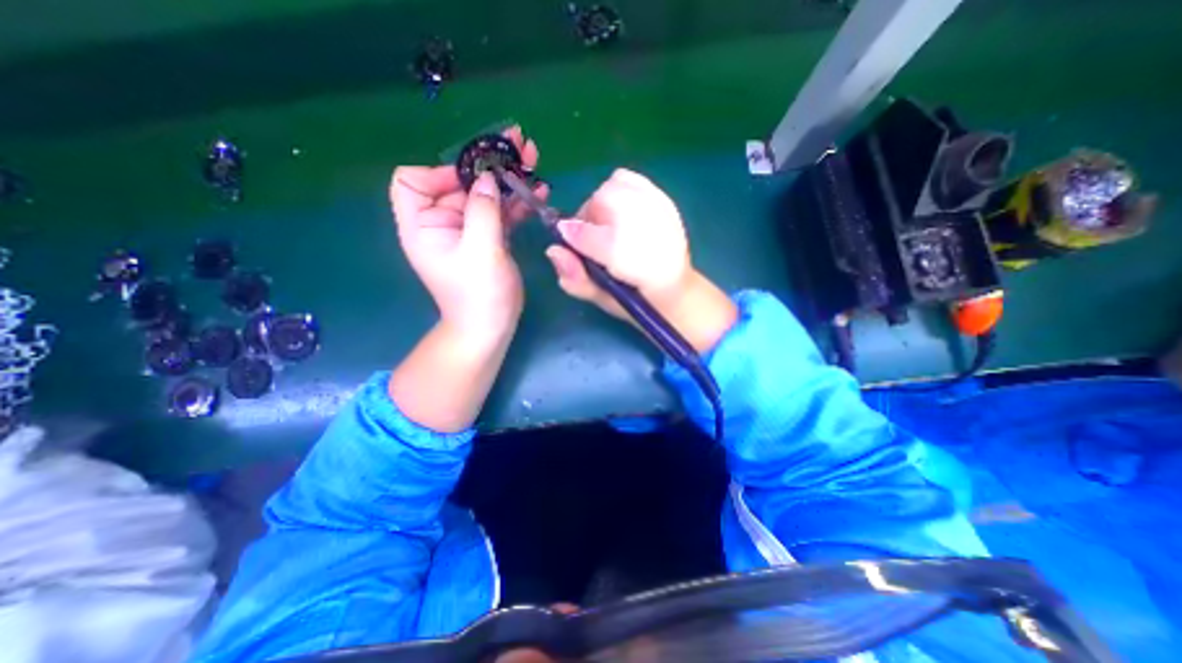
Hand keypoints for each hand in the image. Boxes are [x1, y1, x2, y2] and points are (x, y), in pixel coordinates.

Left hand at [392, 125, 548, 341]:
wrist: (491, 328)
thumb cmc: (479, 295)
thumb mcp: (480, 252)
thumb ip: (483, 211)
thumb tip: (488, 177)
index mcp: (423, 226)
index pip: (413, 181)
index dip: (441, 172)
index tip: (474, 178)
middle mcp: (442, 223)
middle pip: (459, 183)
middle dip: (488, 164)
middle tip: (518, 142)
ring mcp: (468, 231)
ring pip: (485, 195)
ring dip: (508, 178)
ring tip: (534, 158)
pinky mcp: (489, 239)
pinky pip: (501, 213)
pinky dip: (517, 202)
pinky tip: (540, 191)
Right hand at [548, 165, 735, 352]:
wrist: (674, 288)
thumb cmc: (635, 299)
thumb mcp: (602, 300)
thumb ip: (576, 279)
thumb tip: (553, 251)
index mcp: (632, 263)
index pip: (589, 236)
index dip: (573, 238)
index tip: (569, 243)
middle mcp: (648, 231)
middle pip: (600, 201)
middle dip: (589, 219)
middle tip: (595, 239)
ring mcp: (660, 212)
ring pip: (614, 187)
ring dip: (603, 205)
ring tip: (611, 226)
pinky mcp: (665, 201)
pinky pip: (631, 180)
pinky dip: (619, 190)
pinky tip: (623, 212)